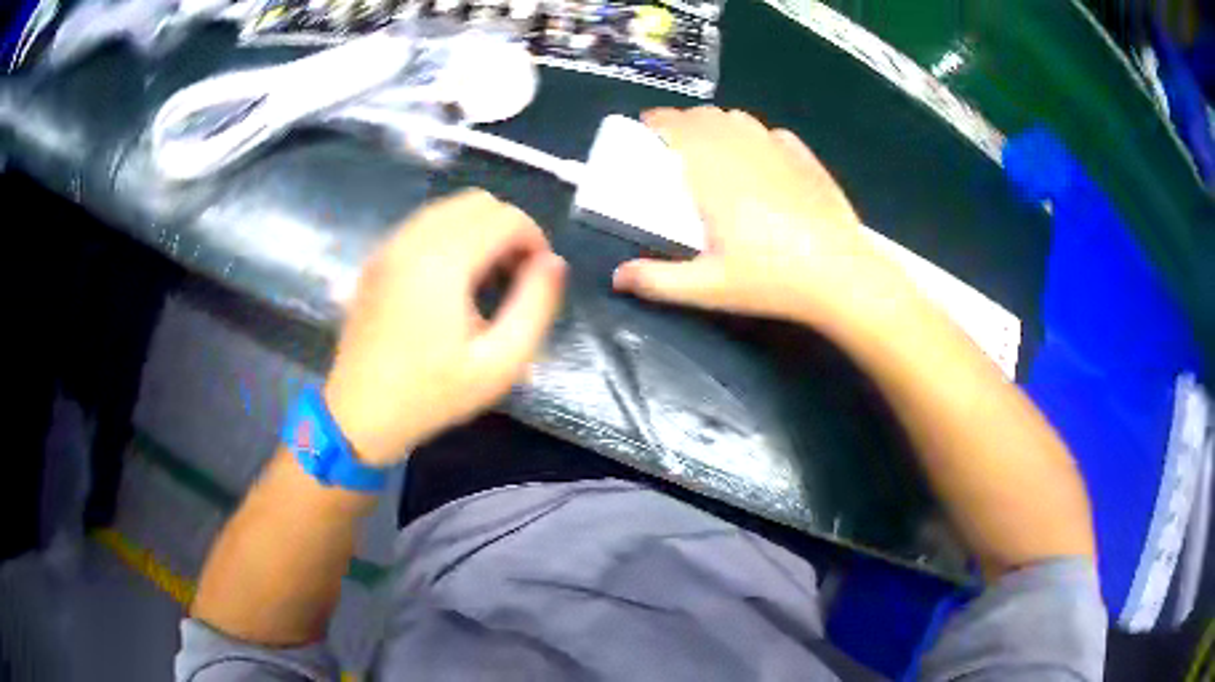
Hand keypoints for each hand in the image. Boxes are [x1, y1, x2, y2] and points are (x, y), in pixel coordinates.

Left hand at [323, 190, 565, 466]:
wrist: (358, 414)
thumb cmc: (431, 394)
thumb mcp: (500, 364)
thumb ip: (536, 306)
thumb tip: (553, 263)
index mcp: (443, 260)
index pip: (506, 217)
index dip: (534, 240)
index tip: (538, 279)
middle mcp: (414, 239)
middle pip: (478, 202)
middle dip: (508, 230)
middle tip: (513, 277)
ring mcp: (390, 245)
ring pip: (450, 208)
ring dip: (479, 231)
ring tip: (485, 279)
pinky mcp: (378, 258)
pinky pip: (424, 224)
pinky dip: (450, 236)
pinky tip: (451, 281)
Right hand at [612, 107, 902, 328]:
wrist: (840, 274)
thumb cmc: (771, 279)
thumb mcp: (709, 287)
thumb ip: (658, 280)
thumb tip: (617, 278)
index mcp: (713, 172)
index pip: (677, 126)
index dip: (657, 122)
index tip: (645, 129)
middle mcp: (743, 149)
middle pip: (705, 116)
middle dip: (683, 122)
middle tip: (674, 145)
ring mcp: (778, 150)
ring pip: (739, 118)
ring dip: (717, 124)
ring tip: (713, 147)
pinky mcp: (805, 158)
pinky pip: (771, 133)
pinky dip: (755, 136)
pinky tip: (758, 158)